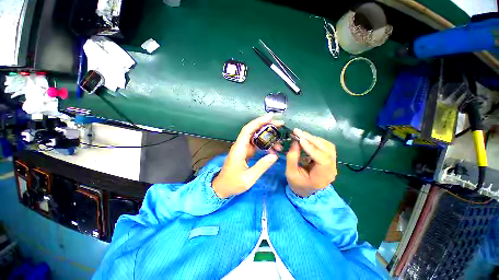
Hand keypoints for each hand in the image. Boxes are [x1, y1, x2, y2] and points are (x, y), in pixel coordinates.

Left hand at [212, 113, 283, 198]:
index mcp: (239, 149)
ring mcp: (242, 149)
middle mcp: (240, 146)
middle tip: (280, 125)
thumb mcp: (248, 178)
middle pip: (253, 130)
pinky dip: (265, 145)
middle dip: (266, 126)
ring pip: (255, 137)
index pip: (248, 130)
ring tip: (280, 139)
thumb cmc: (233, 183)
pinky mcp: (245, 152)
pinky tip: (273, 148)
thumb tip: (274, 156)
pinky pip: (256, 145)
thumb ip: (261, 166)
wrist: (222, 188)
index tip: (270, 117)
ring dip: (267, 136)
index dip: (259, 121)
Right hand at [286, 129, 336, 196]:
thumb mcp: (290, 173)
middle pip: (327, 150)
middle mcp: (331, 169)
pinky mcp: (329, 159)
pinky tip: (307, 139)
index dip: (312, 148)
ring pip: (328, 146)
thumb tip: (295, 142)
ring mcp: (332, 163)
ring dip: (314, 139)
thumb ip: (292, 158)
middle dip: (312, 139)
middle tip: (298, 132)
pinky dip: (316, 141)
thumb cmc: (297, 184)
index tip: (300, 140)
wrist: (305, 190)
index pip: (322, 160)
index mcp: (323, 177)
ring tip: (301, 135)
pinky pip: (326, 146)